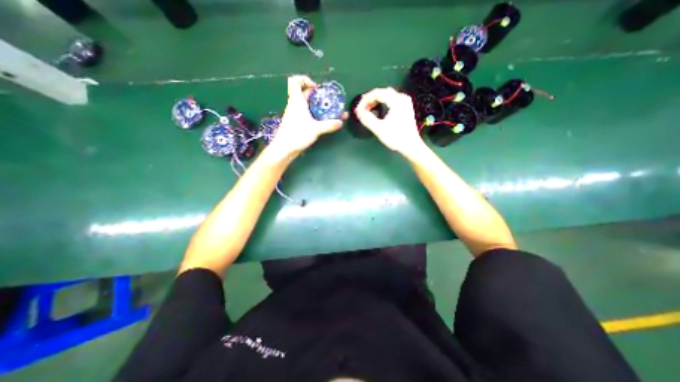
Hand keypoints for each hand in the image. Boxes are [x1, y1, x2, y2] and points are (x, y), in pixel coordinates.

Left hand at [268, 76, 345, 155]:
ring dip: (317, 107)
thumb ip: (329, 125)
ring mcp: (295, 115)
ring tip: (328, 112)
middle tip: (328, 102)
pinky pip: (306, 114)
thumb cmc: (297, 134)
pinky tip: (321, 122)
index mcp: (296, 101)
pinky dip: (314, 115)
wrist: (284, 148)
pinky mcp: (296, 123)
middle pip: (304, 93)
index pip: (295, 81)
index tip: (316, 88)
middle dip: (317, 96)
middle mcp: (295, 105)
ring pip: (306, 105)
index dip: (305, 80)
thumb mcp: (316, 129)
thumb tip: (340, 122)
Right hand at [354, 86, 423, 154]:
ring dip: (376, 101)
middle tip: (361, 109)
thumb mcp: (379, 129)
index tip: (358, 109)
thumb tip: (358, 112)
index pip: (377, 93)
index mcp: (396, 101)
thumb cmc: (396, 138)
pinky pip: (391, 100)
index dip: (365, 100)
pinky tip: (377, 110)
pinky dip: (382, 103)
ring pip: (386, 95)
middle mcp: (402, 98)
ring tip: (367, 110)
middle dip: (370, 99)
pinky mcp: (405, 108)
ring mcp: (405, 102)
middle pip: (382, 92)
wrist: (411, 146)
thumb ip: (367, 119)